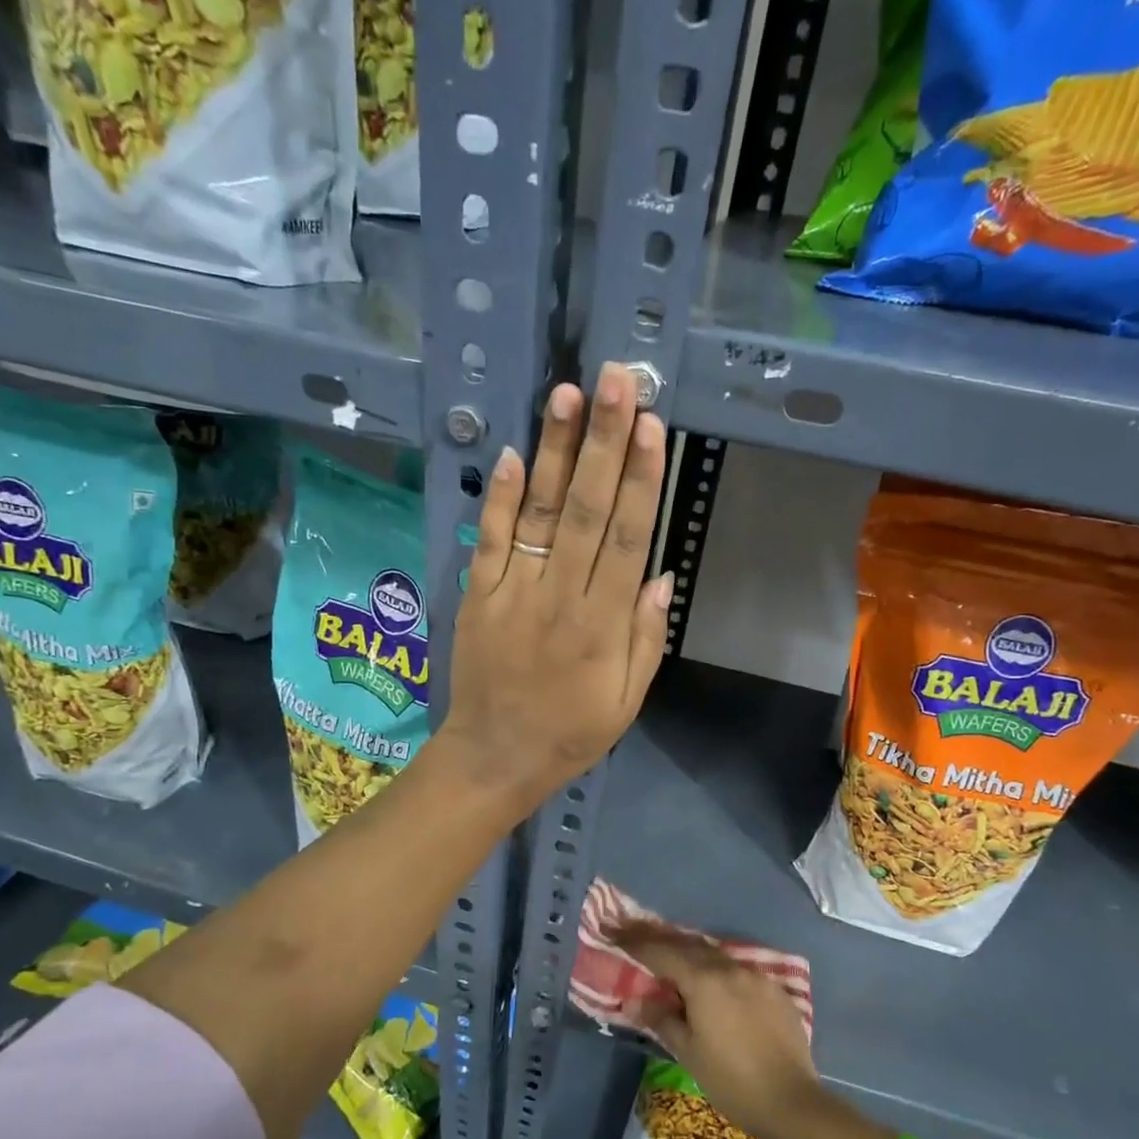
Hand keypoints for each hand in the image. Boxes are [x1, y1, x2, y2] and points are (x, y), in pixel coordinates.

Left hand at [441, 362, 672, 816]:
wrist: (495, 757)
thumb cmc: (571, 732)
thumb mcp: (628, 700)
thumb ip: (646, 637)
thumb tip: (661, 575)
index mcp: (603, 625)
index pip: (627, 538)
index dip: (641, 479)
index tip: (653, 425)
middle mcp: (560, 598)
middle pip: (587, 511)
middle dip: (604, 442)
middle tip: (617, 381)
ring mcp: (513, 592)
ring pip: (540, 514)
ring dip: (556, 452)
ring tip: (568, 395)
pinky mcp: (477, 595)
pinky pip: (491, 540)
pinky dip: (502, 497)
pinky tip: (516, 453)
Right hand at [610, 919, 828, 1138]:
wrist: (791, 1103)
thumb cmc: (731, 1080)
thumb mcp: (688, 1052)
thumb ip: (662, 1018)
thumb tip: (636, 999)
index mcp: (705, 980)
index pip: (662, 952)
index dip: (636, 942)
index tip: (614, 931)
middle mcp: (730, 968)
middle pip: (689, 945)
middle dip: (661, 940)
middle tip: (637, 934)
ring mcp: (757, 977)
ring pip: (715, 955)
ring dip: (691, 953)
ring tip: (671, 956)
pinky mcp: (775, 991)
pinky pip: (738, 971)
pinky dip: (717, 970)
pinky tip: (713, 983)